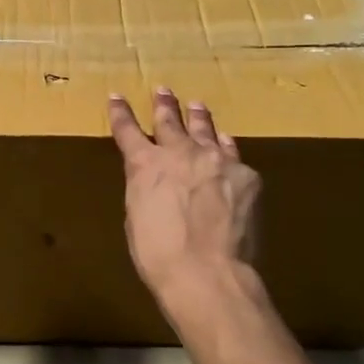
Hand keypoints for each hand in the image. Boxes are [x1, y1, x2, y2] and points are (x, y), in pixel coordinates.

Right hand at [108, 88, 260, 303]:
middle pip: (170, 120)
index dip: (121, 112)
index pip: (127, 130)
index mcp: (145, 165)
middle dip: (164, 105)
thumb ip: (145, 190)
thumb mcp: (137, 218)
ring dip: (198, 117)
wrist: (208, 273)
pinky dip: (225, 148)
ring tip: (196, 105)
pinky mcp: (246, 175)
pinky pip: (233, 154)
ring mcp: (216, 160)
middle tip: (163, 90)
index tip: (117, 96)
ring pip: (206, 129)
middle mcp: (180, 152)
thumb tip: (156, 183)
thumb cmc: (159, 255)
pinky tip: (226, 144)